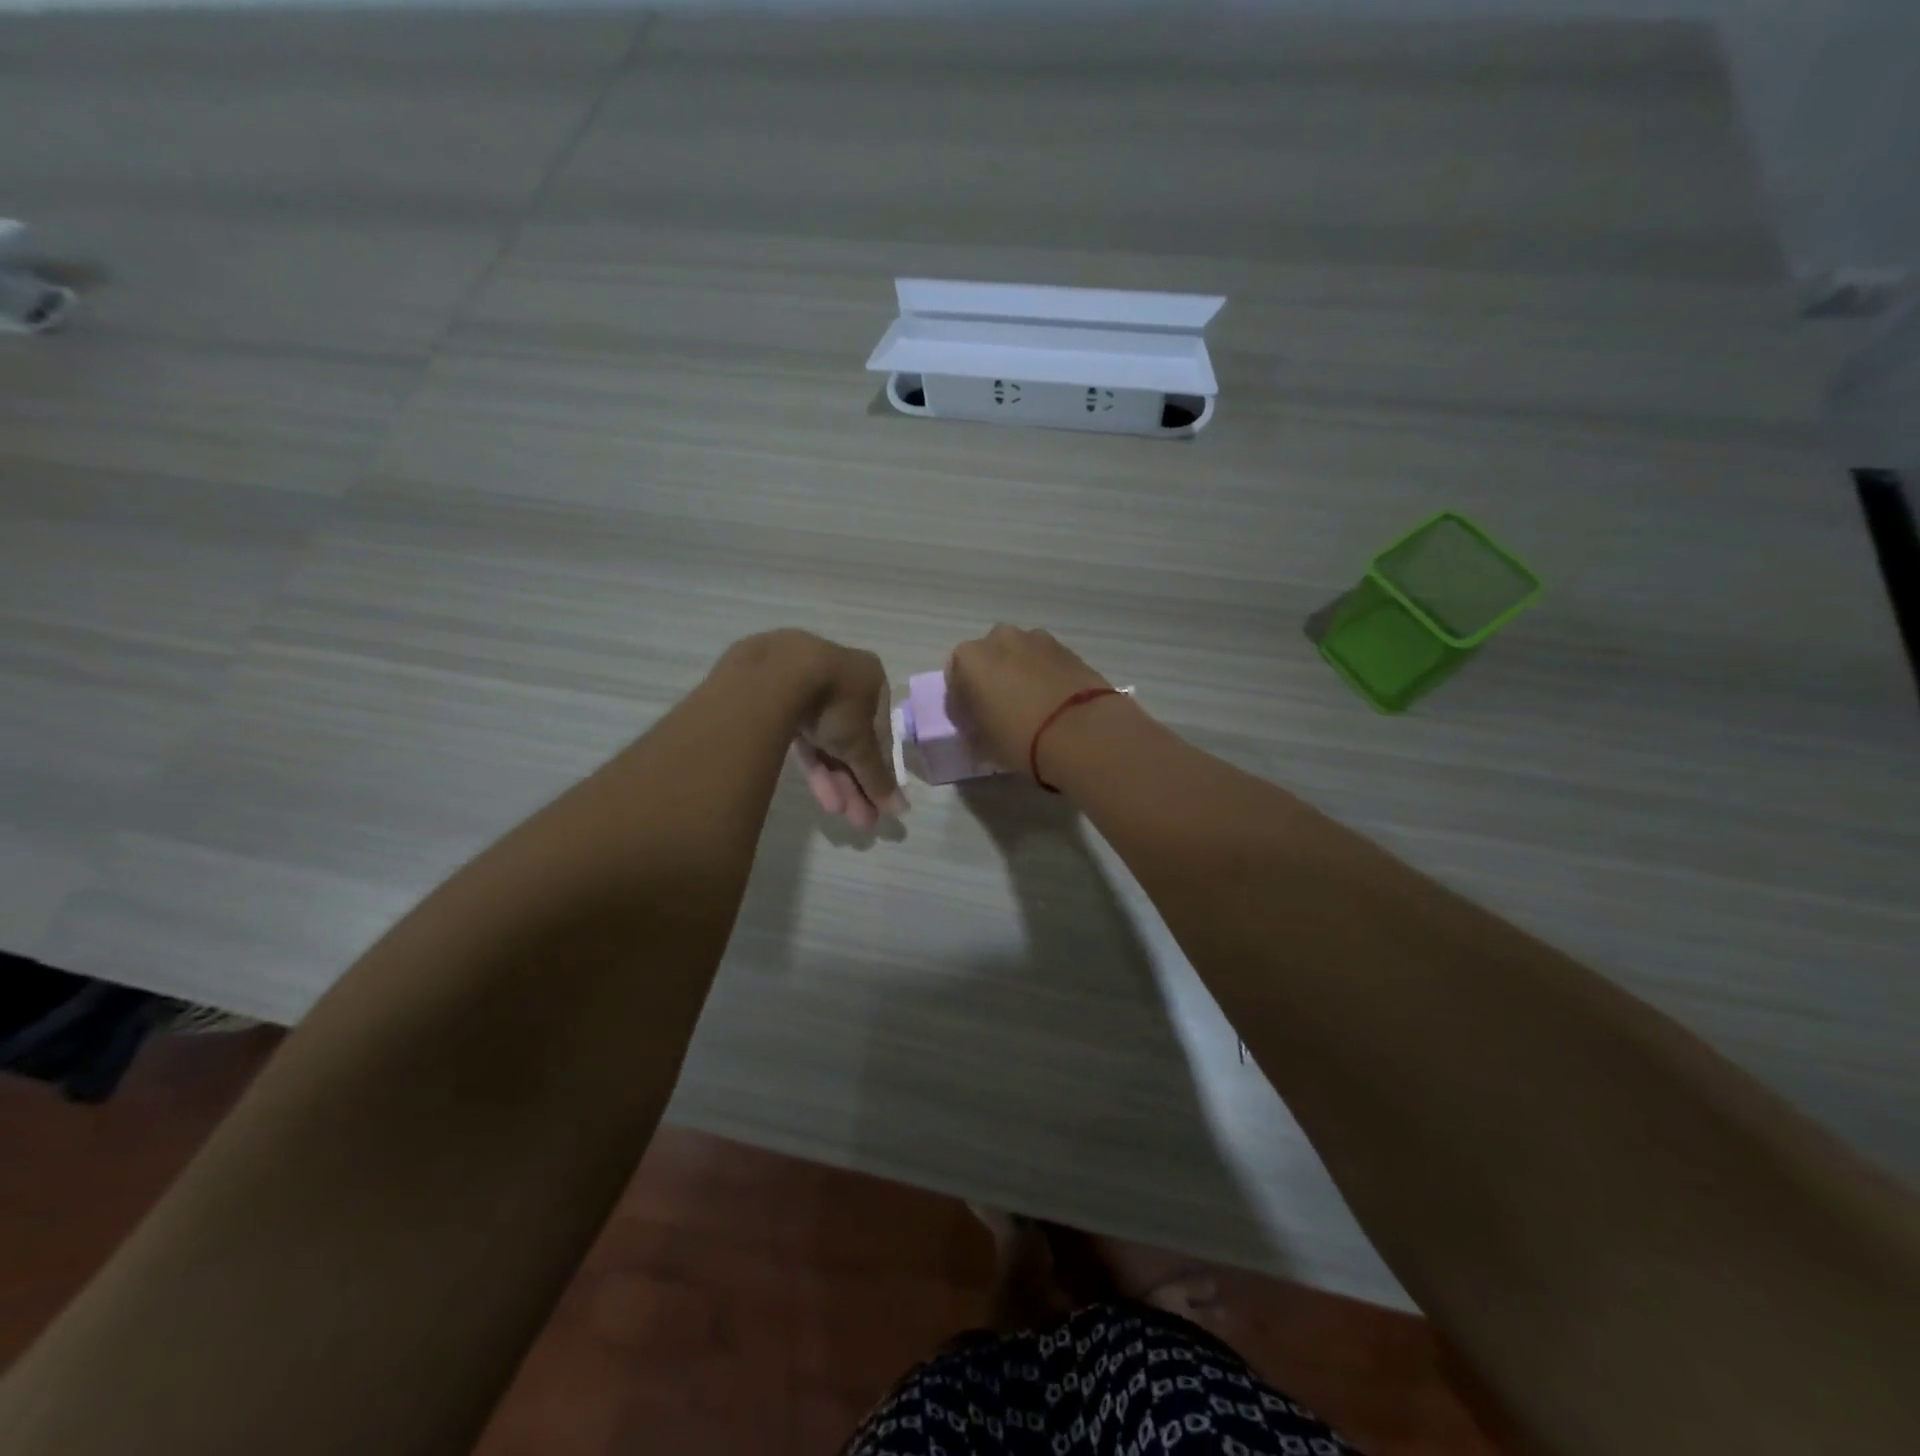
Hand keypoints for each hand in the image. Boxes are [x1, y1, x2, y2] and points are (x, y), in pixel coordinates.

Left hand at [772, 632, 906, 829]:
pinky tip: (820, 794)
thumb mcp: (862, 745)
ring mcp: (806, 686)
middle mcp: (841, 679)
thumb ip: (879, 777)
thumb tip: (901, 809)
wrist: (777, 674)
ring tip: (838, 813)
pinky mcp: (776, 698)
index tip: (879, 800)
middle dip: (856, 782)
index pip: (880, 731)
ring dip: (835, 779)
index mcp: (871, 679)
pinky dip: (811, 763)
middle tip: (860, 819)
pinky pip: (800, 736)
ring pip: (825, 740)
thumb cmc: (837, 703)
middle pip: (851, 739)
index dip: (880, 768)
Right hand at [946, 625, 1113, 782]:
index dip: (962, 701)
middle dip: (991, 679)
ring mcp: (1037, 639)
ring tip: (1032, 706)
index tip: (972, 722)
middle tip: (1001, 710)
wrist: (1082, 732)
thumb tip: (977, 723)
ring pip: (1018, 655)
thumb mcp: (982, 743)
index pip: (954, 678)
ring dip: (1019, 673)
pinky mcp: (1067, 649)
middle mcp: (999, 638)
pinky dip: (1044, 675)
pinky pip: (1044, 661)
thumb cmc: (1019, 738)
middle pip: (988, 658)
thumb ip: (972, 727)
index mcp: (969, 658)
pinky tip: (1053, 701)